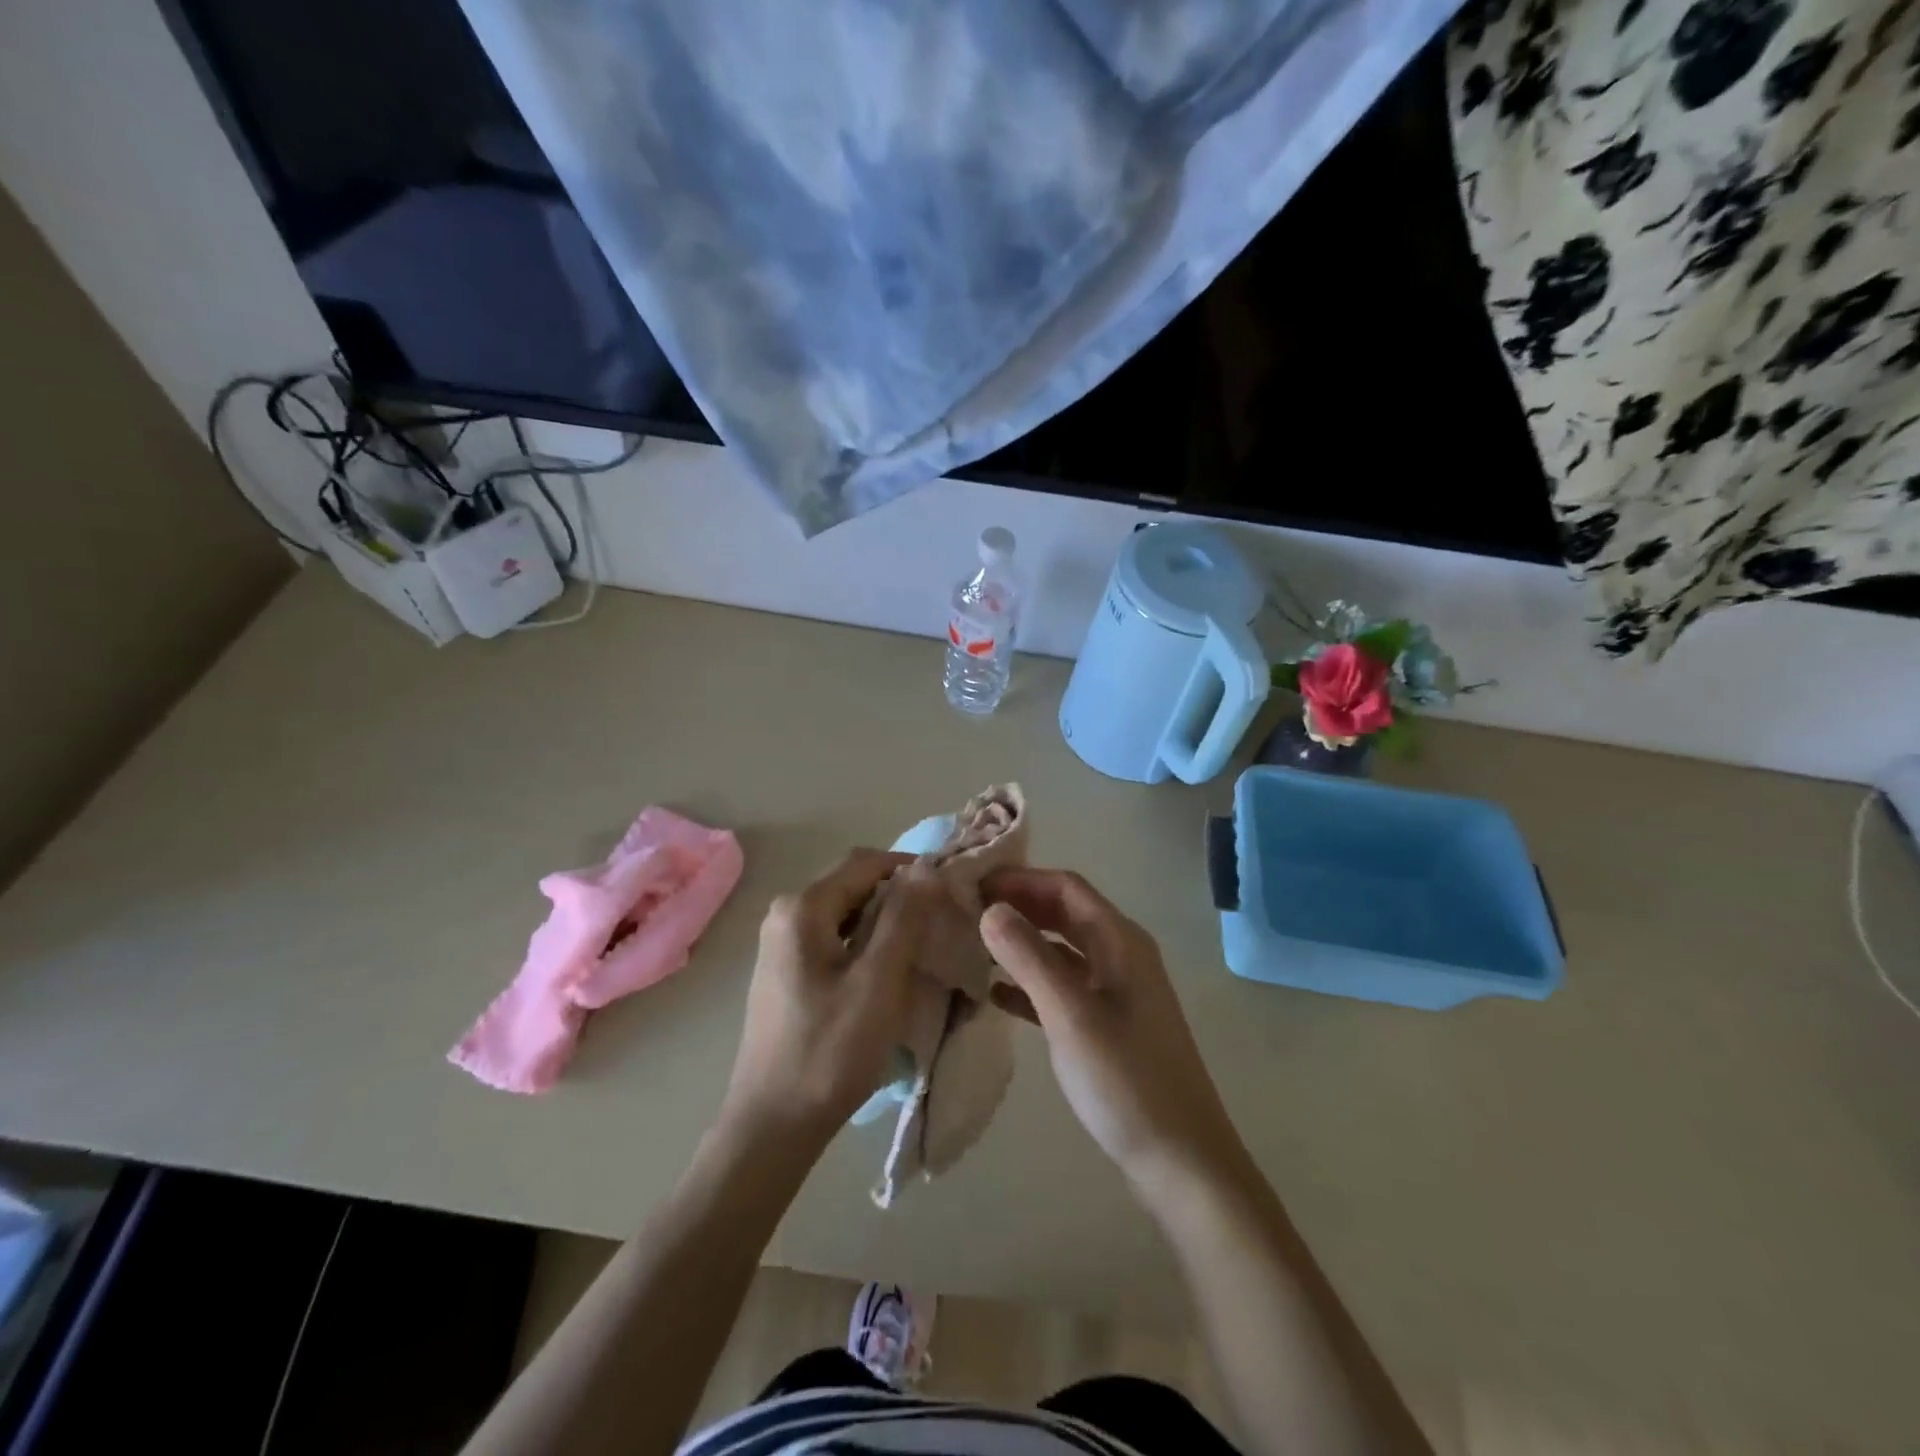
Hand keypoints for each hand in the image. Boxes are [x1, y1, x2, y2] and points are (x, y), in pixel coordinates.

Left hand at [722, 850, 938, 1146]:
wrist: (772, 1126)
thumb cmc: (829, 1051)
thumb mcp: (878, 981)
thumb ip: (904, 918)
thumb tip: (927, 866)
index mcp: (802, 908)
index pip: (866, 862)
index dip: (911, 868)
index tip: (950, 890)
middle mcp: (785, 914)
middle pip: (854, 884)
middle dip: (900, 895)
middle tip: (942, 921)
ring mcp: (782, 943)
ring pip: (847, 912)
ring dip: (886, 921)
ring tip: (923, 946)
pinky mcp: (787, 970)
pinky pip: (835, 938)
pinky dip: (866, 943)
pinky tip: (889, 971)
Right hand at [980, 868, 1248, 1194]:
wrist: (1181, 1161)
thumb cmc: (1125, 1079)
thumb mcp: (1070, 1013)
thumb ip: (1028, 956)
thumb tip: (990, 908)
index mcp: (1119, 940)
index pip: (1065, 887)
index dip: (1020, 878)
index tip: (972, 884)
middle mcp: (1120, 955)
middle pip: (1063, 913)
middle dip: (1018, 906)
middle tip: (966, 911)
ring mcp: (1115, 992)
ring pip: (1061, 950)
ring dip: (1021, 943)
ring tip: (972, 946)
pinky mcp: (1108, 1025)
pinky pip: (1063, 987)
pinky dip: (1030, 983)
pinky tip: (995, 994)